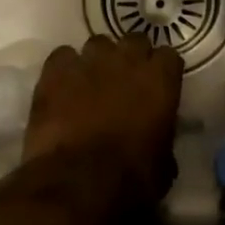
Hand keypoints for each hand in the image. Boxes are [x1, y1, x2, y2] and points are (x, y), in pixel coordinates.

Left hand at [23, 34, 183, 209]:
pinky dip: (65, 68)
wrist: (79, 183)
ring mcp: (88, 62)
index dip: (163, 71)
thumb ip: (163, 138)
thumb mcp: (164, 164)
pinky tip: (63, 87)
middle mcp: (127, 60)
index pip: (169, 56)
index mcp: (161, 80)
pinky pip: (62, 56)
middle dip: (132, 57)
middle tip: (126, 81)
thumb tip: (157, 139)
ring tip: (92, 82)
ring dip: (99, 60)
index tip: (159, 85)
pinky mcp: (54, 72)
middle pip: (134, 41)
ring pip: (98, 44)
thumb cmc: (132, 179)